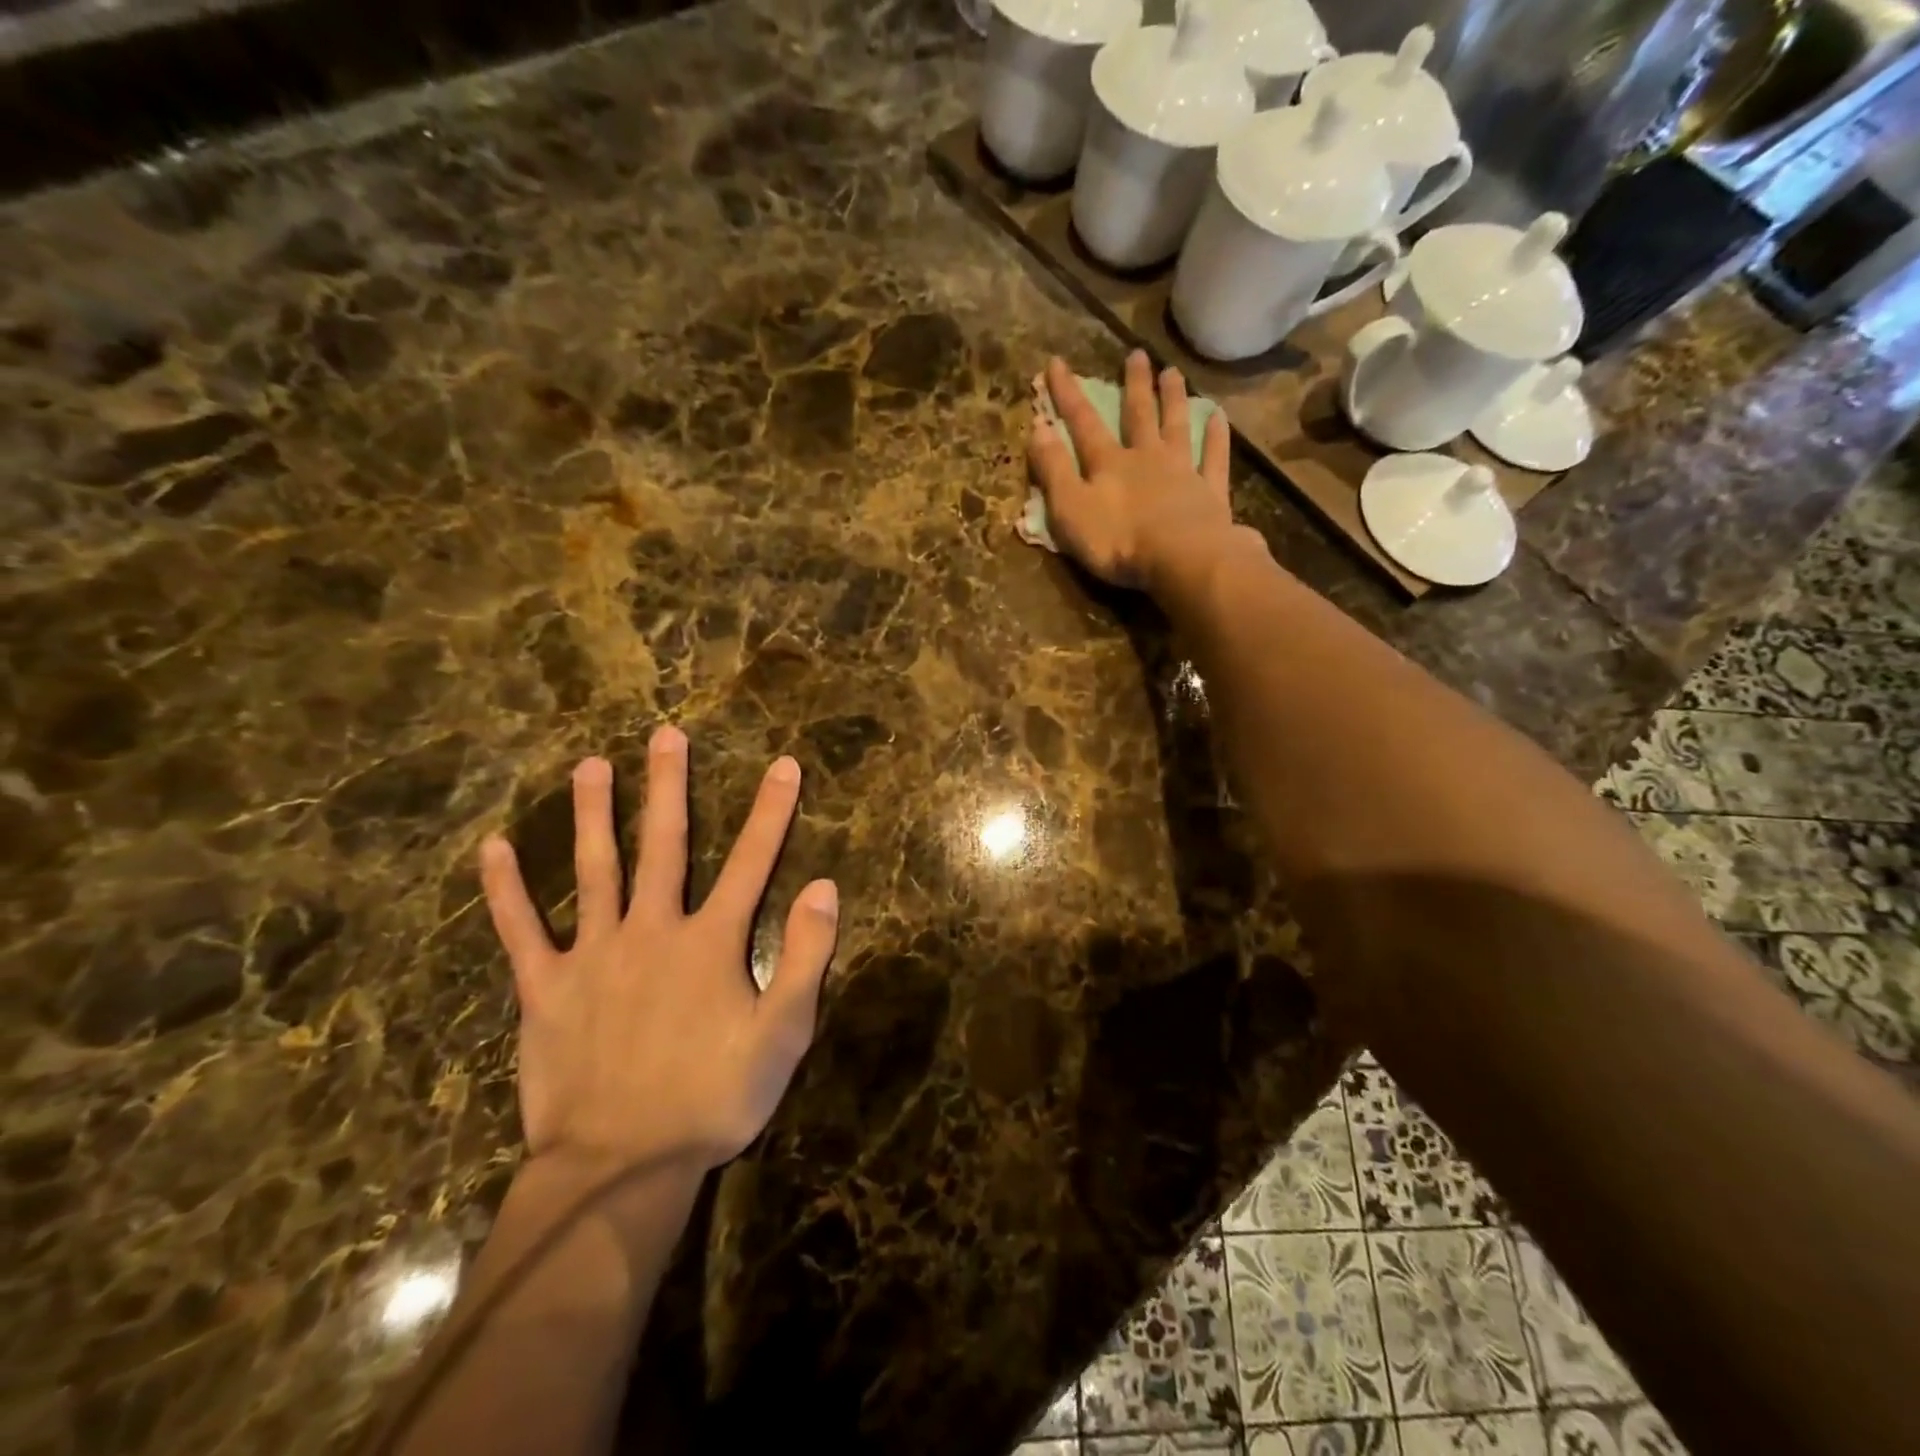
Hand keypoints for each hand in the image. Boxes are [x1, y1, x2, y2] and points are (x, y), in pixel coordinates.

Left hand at [479, 728, 837, 1173]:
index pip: (751, 861)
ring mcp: (594, 955)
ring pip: (594, 869)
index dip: (771, 811)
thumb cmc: (713, 1100)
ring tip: (591, 765)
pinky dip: (506, 890)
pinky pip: (522, 930)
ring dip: (593, 813)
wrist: (621, 1167)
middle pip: (664, 844)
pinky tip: (493, 849)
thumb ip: (805, 956)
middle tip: (665, 734)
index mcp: (711, 942)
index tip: (783, 764)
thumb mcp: (784, 1035)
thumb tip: (822, 886)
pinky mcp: (546, 988)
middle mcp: (652, 930)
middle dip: (668, 785)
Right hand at [1028, 350, 1231, 588]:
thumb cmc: (1117, 540)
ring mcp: (1182, 472)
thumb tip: (1037, 426)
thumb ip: (1053, 469)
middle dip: (1134, 385)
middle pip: (1138, 415)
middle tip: (1137, 354)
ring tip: (1173, 373)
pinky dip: (1215, 437)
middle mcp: (1146, 458)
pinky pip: (1213, 458)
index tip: (1057, 362)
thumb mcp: (1069, 509)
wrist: (1182, 559)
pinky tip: (1218, 418)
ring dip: (1173, 400)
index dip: (1068, 394)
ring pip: (1176, 427)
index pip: (1083, 422)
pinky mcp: (1210, 493)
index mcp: (1108, 463)